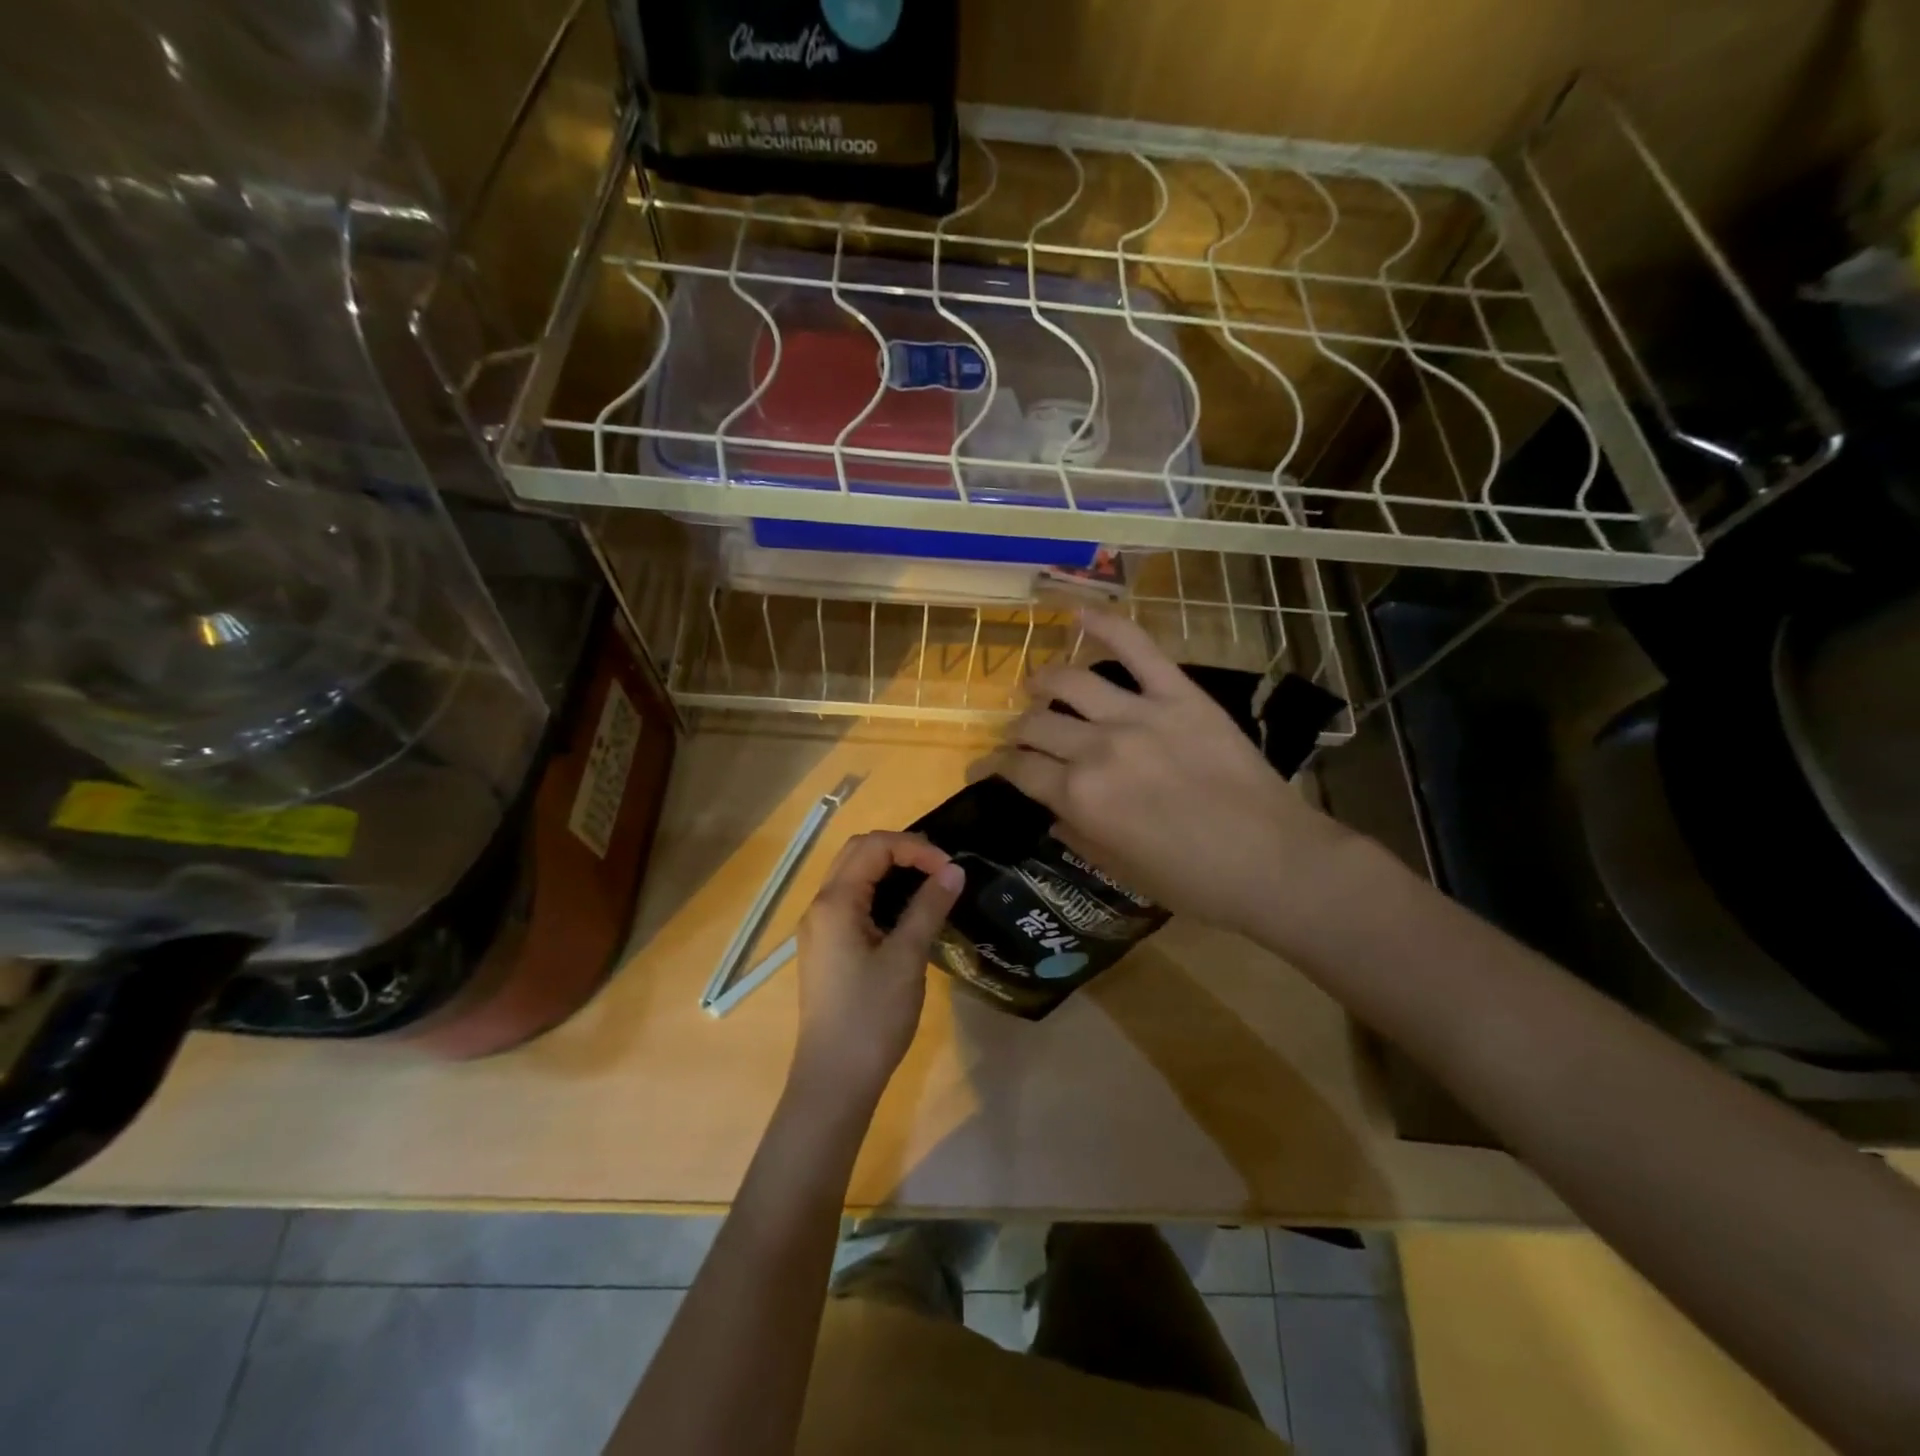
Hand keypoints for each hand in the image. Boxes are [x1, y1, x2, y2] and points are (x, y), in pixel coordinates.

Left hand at [791, 831, 963, 1105]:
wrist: (835, 1080)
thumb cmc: (872, 1017)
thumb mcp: (907, 958)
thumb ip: (929, 907)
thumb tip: (954, 870)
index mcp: (835, 902)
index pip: (874, 847)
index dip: (915, 848)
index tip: (950, 870)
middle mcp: (820, 907)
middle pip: (858, 853)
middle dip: (901, 851)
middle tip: (940, 869)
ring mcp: (820, 929)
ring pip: (853, 877)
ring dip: (890, 871)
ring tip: (930, 885)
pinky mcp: (827, 948)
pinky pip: (852, 903)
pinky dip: (880, 894)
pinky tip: (907, 913)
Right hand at [982, 611, 1354, 942]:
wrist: (1273, 862)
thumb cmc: (1193, 881)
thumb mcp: (1119, 869)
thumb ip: (1076, 833)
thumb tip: (1051, 809)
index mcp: (1079, 797)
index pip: (1018, 770)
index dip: (993, 769)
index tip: (984, 769)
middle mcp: (1096, 748)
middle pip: (1036, 725)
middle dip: (1017, 733)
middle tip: (1021, 739)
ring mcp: (1138, 714)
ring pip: (1070, 680)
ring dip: (1043, 681)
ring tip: (1037, 685)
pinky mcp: (1178, 694)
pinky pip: (1137, 647)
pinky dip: (1106, 624)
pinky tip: (1078, 612)